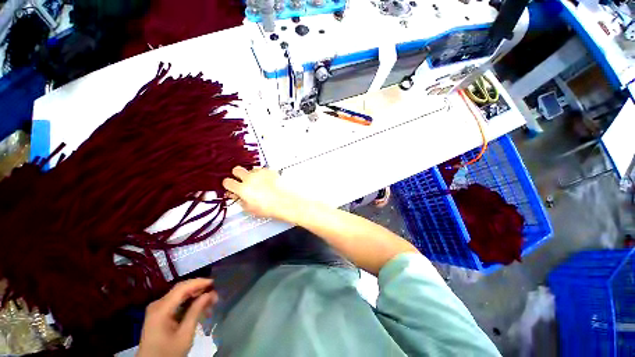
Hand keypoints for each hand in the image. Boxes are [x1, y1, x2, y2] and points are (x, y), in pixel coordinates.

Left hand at [137, 279, 217, 356]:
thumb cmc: (168, 352)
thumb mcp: (185, 334)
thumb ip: (196, 311)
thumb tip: (209, 294)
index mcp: (161, 309)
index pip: (182, 288)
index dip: (199, 282)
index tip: (214, 283)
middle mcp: (157, 305)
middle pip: (181, 290)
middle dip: (199, 289)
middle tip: (214, 295)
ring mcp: (157, 309)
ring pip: (180, 295)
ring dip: (195, 296)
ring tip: (210, 302)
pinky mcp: (159, 314)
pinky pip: (176, 303)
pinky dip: (189, 303)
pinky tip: (199, 308)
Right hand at [223, 167, 298, 222]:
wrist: (287, 202)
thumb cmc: (269, 208)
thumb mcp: (250, 209)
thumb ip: (239, 200)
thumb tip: (233, 194)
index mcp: (243, 189)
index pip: (227, 182)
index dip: (229, 184)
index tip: (232, 187)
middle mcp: (250, 178)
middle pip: (237, 169)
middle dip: (237, 175)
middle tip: (243, 181)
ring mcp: (261, 172)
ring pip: (251, 169)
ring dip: (252, 175)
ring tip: (260, 183)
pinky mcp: (270, 170)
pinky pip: (262, 170)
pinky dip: (263, 174)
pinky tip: (268, 181)